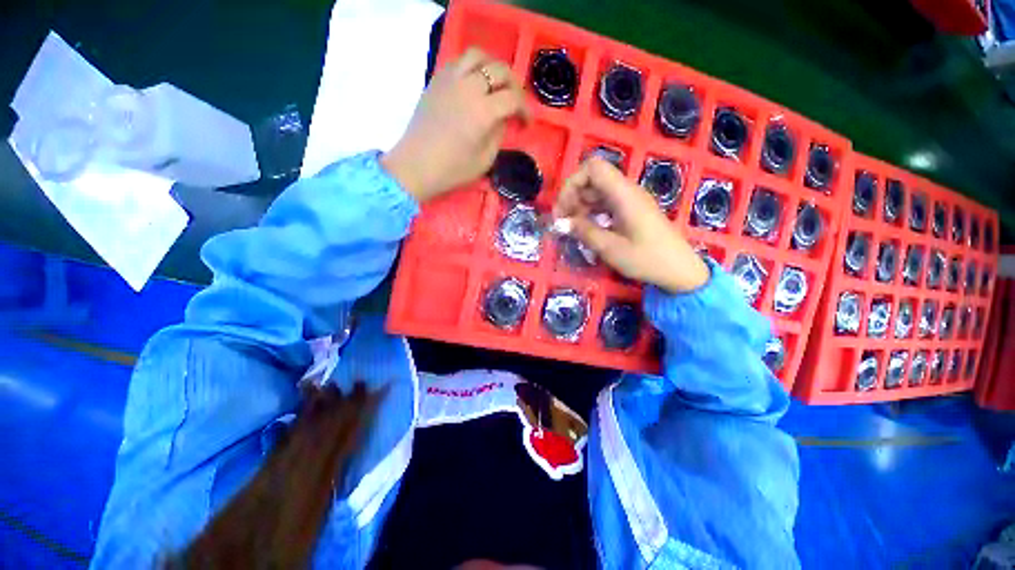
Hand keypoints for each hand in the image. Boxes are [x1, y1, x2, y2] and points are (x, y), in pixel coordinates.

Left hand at [382, 48, 530, 202]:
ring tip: (495, 85)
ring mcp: (450, 80)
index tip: (526, 123)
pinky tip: (474, 85)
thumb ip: (498, 135)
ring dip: (492, 67)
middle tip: (515, 103)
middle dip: (514, 85)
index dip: (525, 110)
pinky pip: (459, 61)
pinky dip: (472, 67)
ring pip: (478, 55)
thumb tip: (503, 118)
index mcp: (483, 112)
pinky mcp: (437, 80)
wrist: (416, 166)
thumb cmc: (452, 170)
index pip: (513, 99)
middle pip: (499, 70)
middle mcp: (468, 87)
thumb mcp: (485, 160)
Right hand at [553, 157, 709, 293]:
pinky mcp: (631, 210)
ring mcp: (630, 200)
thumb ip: (584, 232)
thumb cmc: (647, 259)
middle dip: (572, 196)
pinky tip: (586, 229)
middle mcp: (627, 191)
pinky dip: (591, 212)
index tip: (563, 209)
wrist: (679, 270)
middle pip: (592, 179)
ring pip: (597, 191)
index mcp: (624, 194)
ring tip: (571, 228)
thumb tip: (561, 223)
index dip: (572, 183)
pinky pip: (605, 203)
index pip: (593, 168)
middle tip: (562, 222)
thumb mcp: (610, 248)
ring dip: (580, 206)